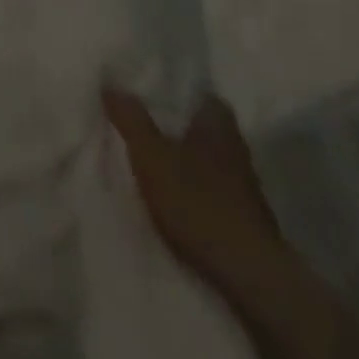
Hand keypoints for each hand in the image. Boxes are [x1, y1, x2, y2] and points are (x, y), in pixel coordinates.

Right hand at [102, 86, 286, 297]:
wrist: (247, 276)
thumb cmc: (197, 202)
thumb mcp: (150, 154)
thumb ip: (131, 117)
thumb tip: (110, 81)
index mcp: (218, 124)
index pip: (199, 92)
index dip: (175, 89)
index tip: (149, 89)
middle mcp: (236, 147)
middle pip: (202, 124)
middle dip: (176, 123)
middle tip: (143, 118)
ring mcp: (244, 185)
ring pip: (208, 156)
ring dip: (185, 156)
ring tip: (152, 155)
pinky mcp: (244, 217)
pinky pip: (212, 186)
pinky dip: (193, 184)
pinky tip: (173, 191)